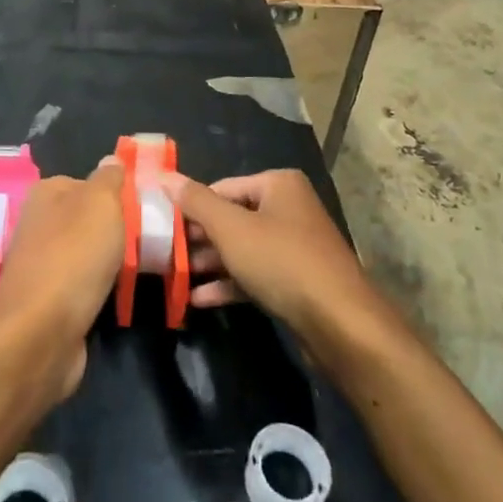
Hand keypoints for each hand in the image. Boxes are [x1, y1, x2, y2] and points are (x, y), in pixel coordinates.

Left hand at [0, 158, 124, 400]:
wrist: (42, 333)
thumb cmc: (74, 256)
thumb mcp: (101, 203)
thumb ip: (110, 179)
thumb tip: (112, 162)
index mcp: (47, 192)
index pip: (90, 182)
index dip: (119, 193)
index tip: (148, 207)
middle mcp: (40, 223)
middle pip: (90, 218)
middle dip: (119, 229)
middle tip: (152, 238)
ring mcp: (43, 263)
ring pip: (89, 252)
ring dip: (113, 261)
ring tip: (146, 267)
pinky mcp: (49, 300)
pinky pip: (85, 284)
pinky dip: (103, 288)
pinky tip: (123, 294)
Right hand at [164, 169, 388, 359]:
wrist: (341, 324)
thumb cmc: (282, 261)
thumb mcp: (231, 229)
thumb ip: (196, 202)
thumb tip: (163, 176)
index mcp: (278, 184)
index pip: (221, 188)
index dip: (190, 207)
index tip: (161, 227)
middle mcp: (288, 208)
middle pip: (232, 217)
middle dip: (199, 238)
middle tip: (164, 254)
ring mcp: (294, 246)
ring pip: (242, 248)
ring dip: (210, 263)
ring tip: (174, 277)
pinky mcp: (296, 281)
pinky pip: (255, 274)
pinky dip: (229, 283)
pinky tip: (198, 299)